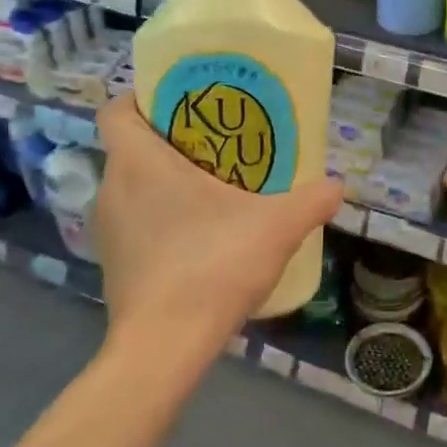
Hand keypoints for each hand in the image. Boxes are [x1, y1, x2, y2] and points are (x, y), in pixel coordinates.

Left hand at [94, 94, 343, 363]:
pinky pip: (136, 224)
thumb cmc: (212, 265)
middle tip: (218, 144)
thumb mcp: (277, 227)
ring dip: (166, 183)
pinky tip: (201, 239)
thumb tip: (337, 186)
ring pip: (133, 188)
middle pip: (132, 147)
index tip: (182, 102)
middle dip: (171, 140)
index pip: (117, 110)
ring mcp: (108, 231)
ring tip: (215, 190)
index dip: (143, 97)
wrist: (164, 348)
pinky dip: (161, 221)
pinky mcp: (113, 265)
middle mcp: (112, 189)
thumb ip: (311, 200)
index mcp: (139, 163)